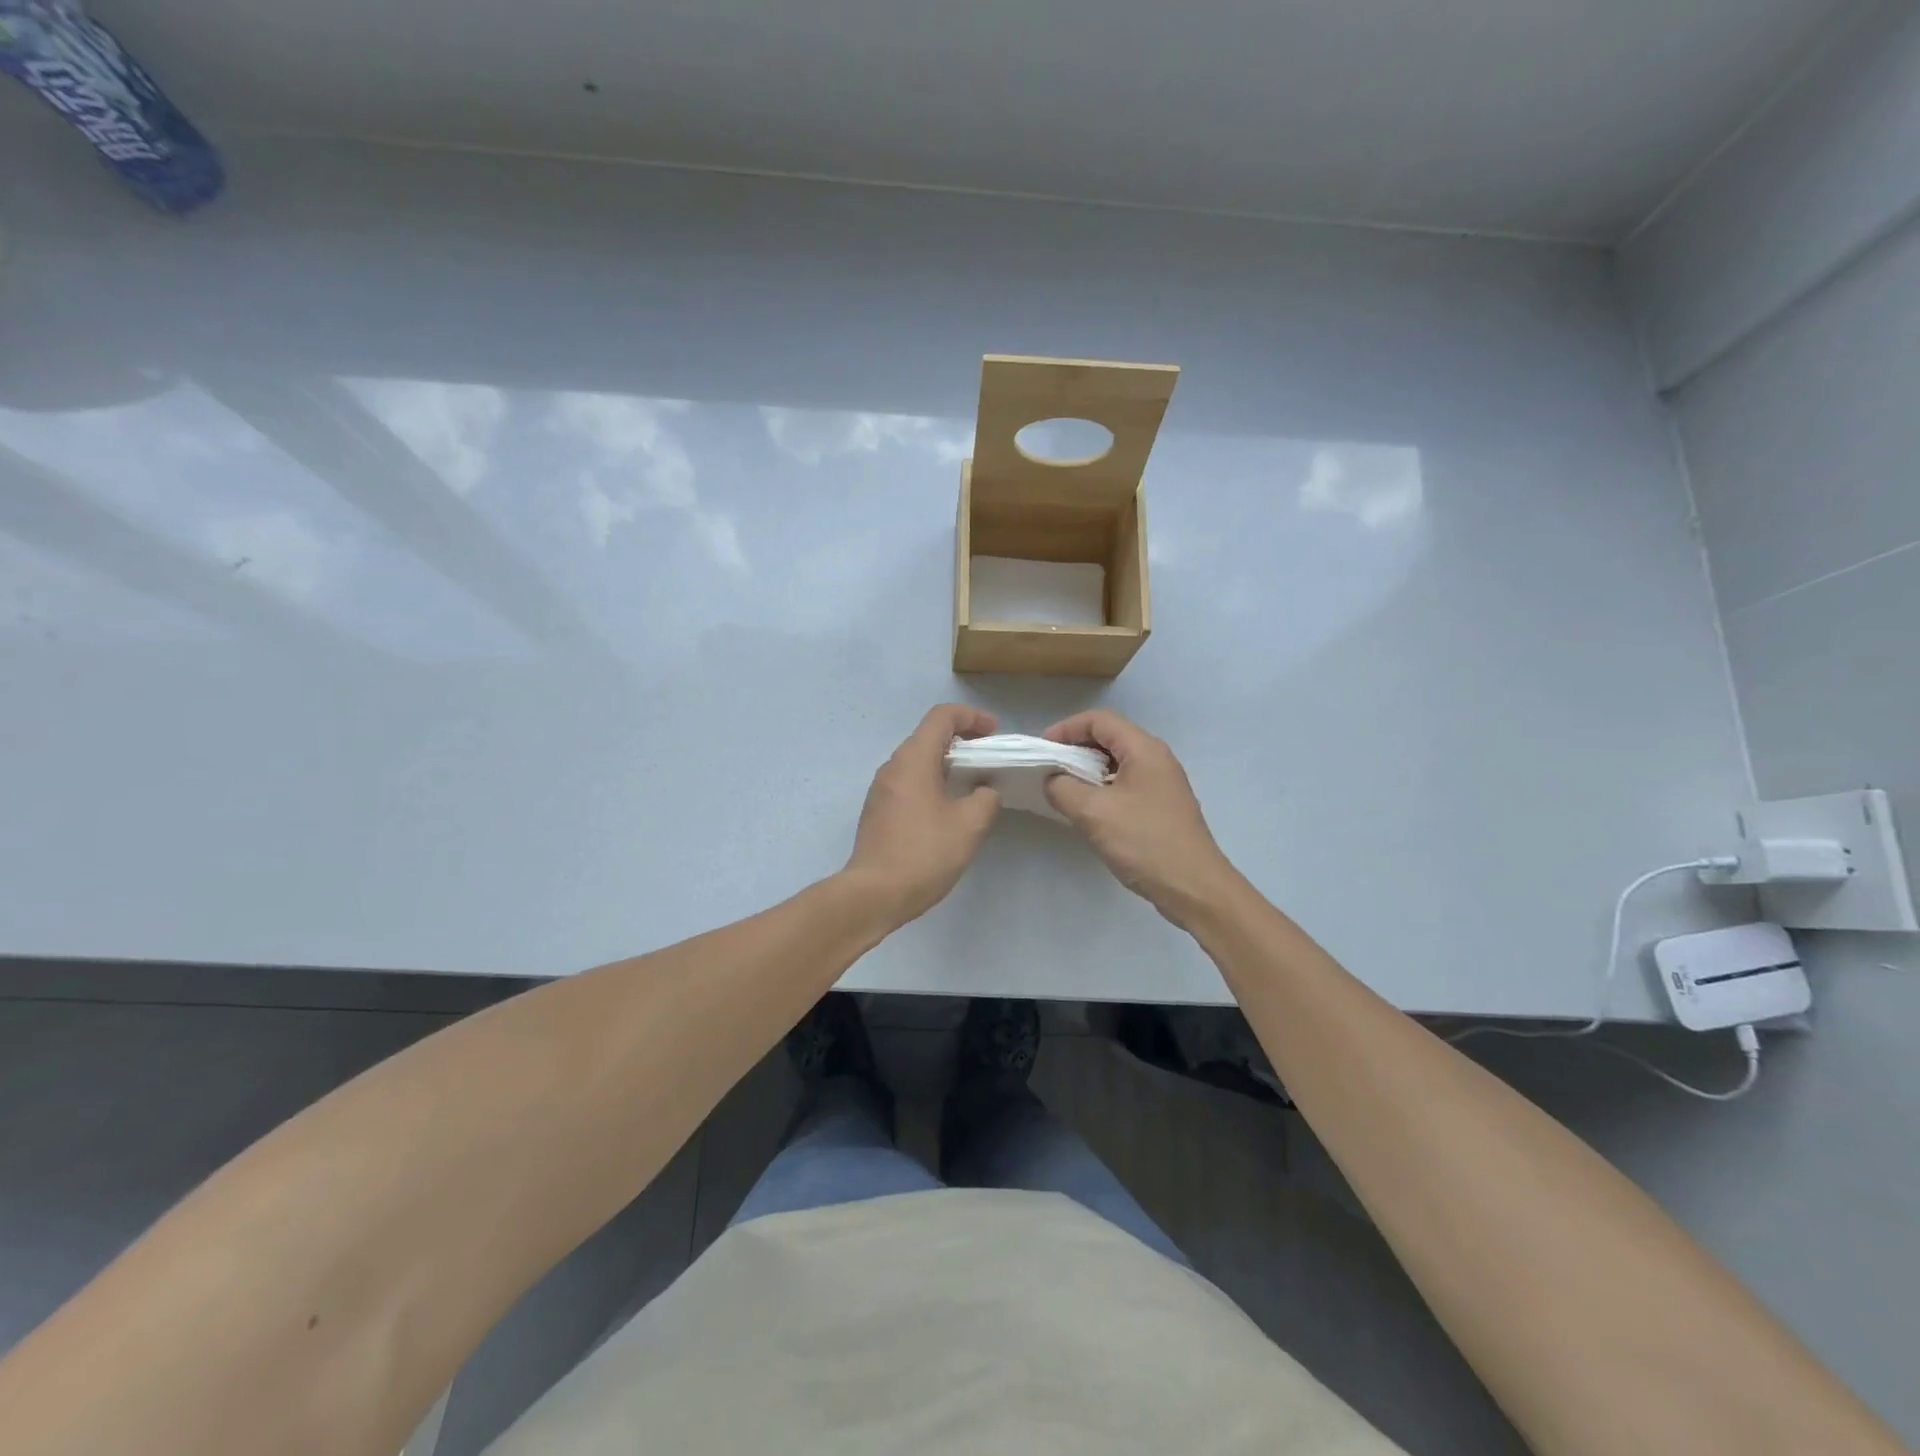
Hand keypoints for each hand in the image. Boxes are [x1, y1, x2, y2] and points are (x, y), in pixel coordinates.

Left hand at [845, 704, 1001, 924]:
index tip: (994, 734)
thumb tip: (984, 790)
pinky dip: (932, 783)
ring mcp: (881, 789)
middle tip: (989, 761)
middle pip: (929, 736)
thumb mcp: (969, 825)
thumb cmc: (924, 853)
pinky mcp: (878, 810)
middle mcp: (893, 766)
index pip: (942, 717)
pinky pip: (909, 783)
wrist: (874, 894)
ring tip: (973, 786)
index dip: (972, 717)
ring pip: (918, 761)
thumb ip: (986, 798)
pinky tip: (949, 809)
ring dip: (947, 765)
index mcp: (914, 759)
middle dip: (962, 741)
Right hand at [1043, 710, 1240, 928]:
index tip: (1042, 749)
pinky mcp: (1162, 807)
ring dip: (1088, 770)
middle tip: (1048, 768)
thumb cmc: (1145, 842)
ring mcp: (1162, 784)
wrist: (1194, 888)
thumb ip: (1064, 789)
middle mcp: (1157, 759)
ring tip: (1062, 788)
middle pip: (1110, 738)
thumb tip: (1053, 780)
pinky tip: (1087, 810)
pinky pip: (1126, 784)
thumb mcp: (1094, 813)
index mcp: (1144, 750)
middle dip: (1075, 747)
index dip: (1067, 728)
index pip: (1100, 721)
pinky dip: (1102, 788)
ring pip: (1117, 763)